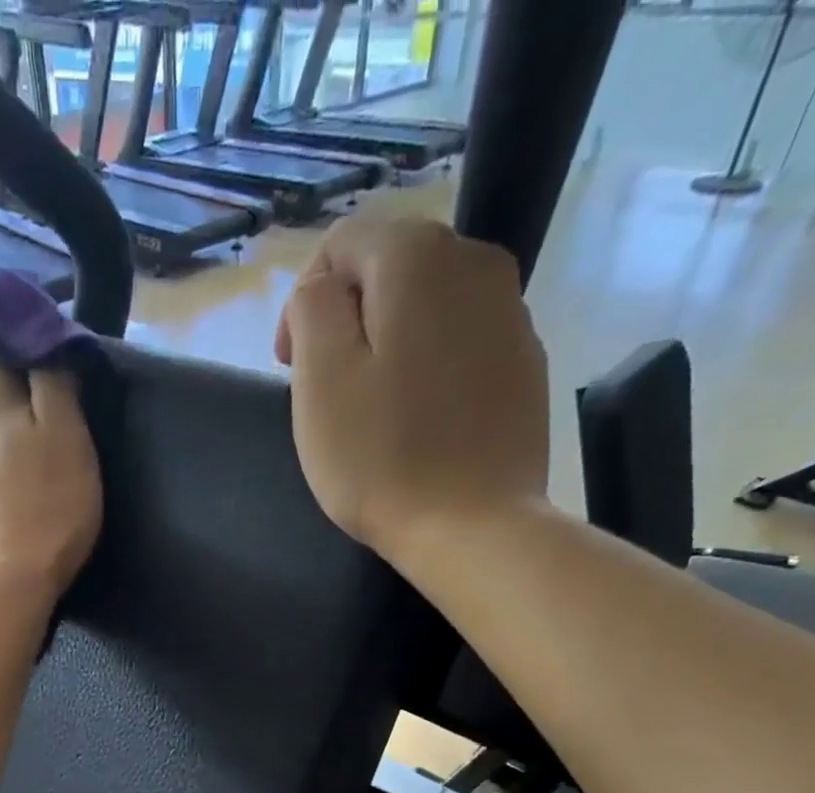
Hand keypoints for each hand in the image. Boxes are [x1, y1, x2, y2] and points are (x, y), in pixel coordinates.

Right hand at [275, 215, 550, 564]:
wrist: (473, 527)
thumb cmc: (381, 458)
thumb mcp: (320, 379)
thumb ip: (312, 308)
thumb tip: (324, 289)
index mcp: (417, 257)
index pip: (342, 243)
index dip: (303, 301)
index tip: (289, 367)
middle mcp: (475, 262)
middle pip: (389, 267)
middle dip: (347, 317)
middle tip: (327, 388)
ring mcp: (511, 311)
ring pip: (427, 303)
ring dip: (389, 339)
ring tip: (372, 405)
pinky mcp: (525, 360)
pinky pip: (460, 340)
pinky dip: (430, 362)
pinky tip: (418, 417)